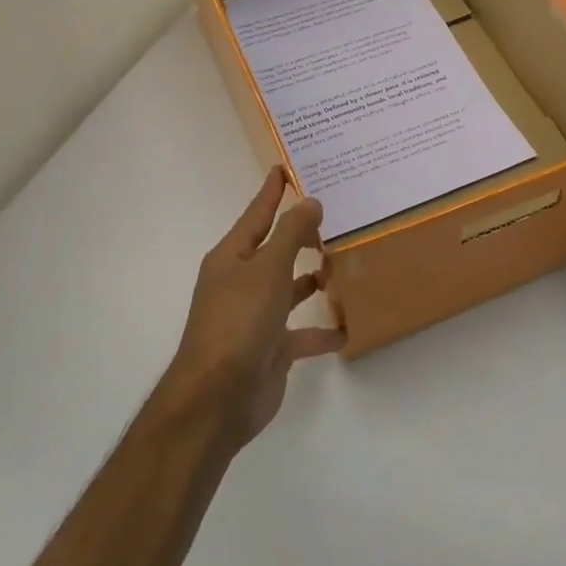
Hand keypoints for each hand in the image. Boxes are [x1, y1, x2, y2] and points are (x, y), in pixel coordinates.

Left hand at [164, 167, 344, 446]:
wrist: (218, 398)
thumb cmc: (239, 322)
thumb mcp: (268, 268)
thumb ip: (291, 233)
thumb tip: (310, 201)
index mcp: (232, 258)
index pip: (256, 214)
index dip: (271, 191)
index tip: (285, 167)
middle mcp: (241, 283)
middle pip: (274, 250)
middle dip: (300, 235)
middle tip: (335, 216)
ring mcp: (254, 317)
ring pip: (289, 290)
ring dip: (312, 279)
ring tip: (344, 265)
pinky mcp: (269, 349)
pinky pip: (301, 333)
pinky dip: (322, 331)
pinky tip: (347, 328)